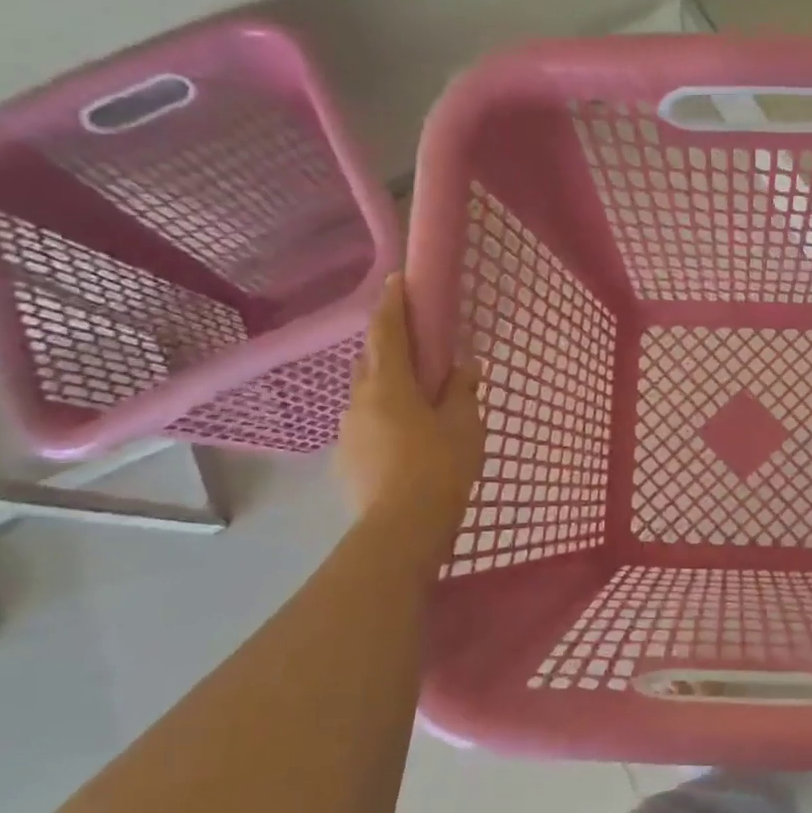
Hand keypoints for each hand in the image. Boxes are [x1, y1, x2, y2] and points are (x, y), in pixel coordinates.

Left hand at [338, 275, 483, 539]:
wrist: (401, 532)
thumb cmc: (439, 468)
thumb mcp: (464, 426)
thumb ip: (463, 392)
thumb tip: (464, 368)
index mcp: (388, 385)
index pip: (386, 332)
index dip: (392, 304)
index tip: (397, 281)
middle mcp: (359, 401)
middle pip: (371, 361)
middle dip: (389, 347)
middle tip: (417, 349)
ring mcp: (349, 433)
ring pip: (367, 395)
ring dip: (387, 387)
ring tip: (417, 402)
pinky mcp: (347, 461)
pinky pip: (367, 425)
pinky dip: (384, 419)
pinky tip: (406, 440)